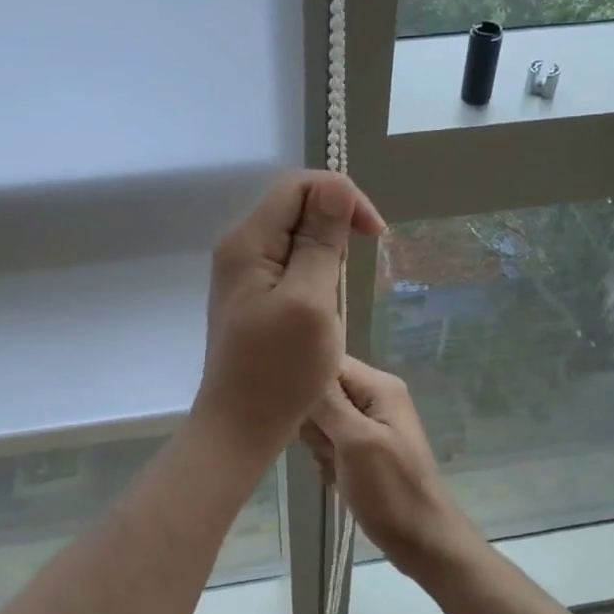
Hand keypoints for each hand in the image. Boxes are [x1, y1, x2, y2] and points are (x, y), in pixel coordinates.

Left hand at [193, 172, 384, 460]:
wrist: (239, 428)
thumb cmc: (278, 371)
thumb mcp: (310, 302)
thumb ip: (321, 242)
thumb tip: (335, 188)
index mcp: (249, 241)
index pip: (300, 185)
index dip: (342, 197)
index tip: (374, 235)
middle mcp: (240, 247)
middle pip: (297, 206)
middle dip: (335, 227)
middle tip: (350, 274)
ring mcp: (244, 273)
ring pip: (297, 236)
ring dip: (326, 255)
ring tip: (333, 299)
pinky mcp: (252, 295)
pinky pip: (290, 264)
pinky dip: (315, 276)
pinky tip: (320, 308)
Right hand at [303, 357, 480, 578]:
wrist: (421, 540)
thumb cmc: (391, 490)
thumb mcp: (356, 441)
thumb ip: (328, 402)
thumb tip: (302, 364)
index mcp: (379, 386)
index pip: (330, 362)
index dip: (309, 382)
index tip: (302, 411)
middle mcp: (375, 397)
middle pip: (322, 391)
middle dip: (315, 421)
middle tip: (330, 447)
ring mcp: (369, 424)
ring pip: (321, 420)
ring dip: (320, 445)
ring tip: (337, 466)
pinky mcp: (362, 448)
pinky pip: (329, 442)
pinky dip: (328, 460)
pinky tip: (338, 478)